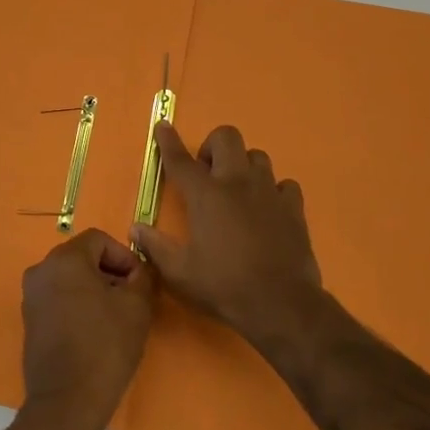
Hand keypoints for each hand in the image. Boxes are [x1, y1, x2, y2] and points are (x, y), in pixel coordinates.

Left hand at [21, 229, 156, 429]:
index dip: (124, 256)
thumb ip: (143, 277)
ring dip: (95, 290)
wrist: (66, 402)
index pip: (99, 240)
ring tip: (117, 318)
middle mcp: (41, 271)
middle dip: (110, 273)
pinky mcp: (30, 321)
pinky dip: (78, 306)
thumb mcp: (137, 307)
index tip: (140, 283)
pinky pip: (59, 299)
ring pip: (71, 279)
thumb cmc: (105, 347)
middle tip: (133, 300)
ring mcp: (31, 297)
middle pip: (83, 258)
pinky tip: (96, 332)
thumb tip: (142, 270)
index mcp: (64, 259)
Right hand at [130, 123, 321, 343]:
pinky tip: (267, 208)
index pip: (180, 159)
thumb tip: (136, 228)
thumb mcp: (180, 272)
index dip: (168, 141)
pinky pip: (284, 184)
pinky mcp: (293, 208)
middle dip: (212, 146)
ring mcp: (269, 192)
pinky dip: (273, 190)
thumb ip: (155, 246)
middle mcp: (237, 183)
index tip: (162, 125)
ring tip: (237, 190)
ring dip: (243, 165)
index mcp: (205, 195)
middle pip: (226, 137)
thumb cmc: (224, 286)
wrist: (281, 304)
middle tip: (207, 174)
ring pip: (257, 156)